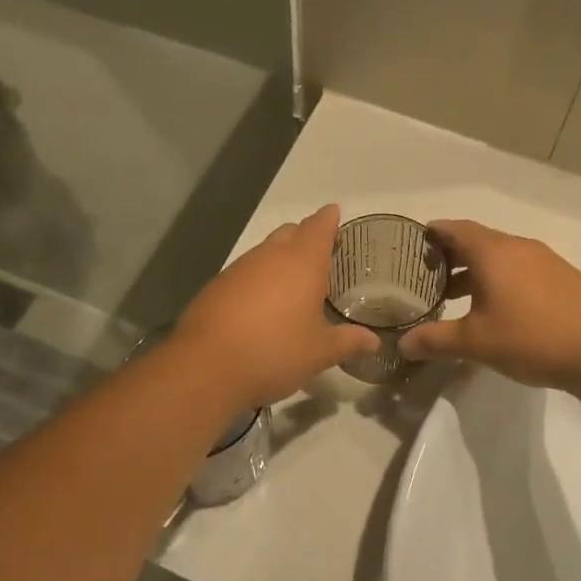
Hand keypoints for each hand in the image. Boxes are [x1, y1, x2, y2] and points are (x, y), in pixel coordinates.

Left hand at [174, 205, 377, 407]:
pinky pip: (244, 273)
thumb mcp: (319, 352)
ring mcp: (239, 269)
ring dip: (280, 259)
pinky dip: (257, 280)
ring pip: (265, 251)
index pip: (319, 226)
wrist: (206, 366)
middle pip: (290, 232)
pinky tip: (260, 306)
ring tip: (292, 284)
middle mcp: (270, 256)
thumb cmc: (275, 351)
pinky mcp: (216, 287)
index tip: (335, 215)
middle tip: (320, 255)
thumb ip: (348, 342)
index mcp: (302, 262)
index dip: (329, 220)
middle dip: (305, 237)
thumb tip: (373, 341)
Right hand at [399, 220, 580, 390]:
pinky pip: (521, 268)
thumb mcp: (476, 343)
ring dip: (477, 269)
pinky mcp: (563, 277)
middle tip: (429, 274)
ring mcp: (545, 260)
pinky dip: (501, 278)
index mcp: (493, 252)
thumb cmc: (532, 338)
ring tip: (458, 295)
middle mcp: (518, 247)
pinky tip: (499, 307)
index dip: (434, 233)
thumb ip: (435, 340)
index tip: (417, 242)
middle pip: (478, 240)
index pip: (455, 229)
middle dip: (452, 254)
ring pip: (501, 255)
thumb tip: (402, 345)